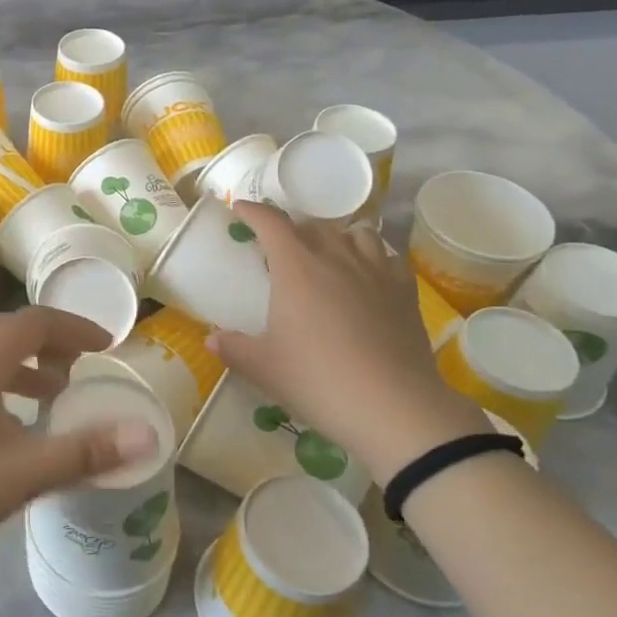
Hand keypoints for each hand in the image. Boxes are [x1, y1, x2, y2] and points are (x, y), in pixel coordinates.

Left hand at [0, 306, 158, 570]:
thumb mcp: (18, 473)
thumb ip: (82, 453)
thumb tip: (148, 434)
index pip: (36, 322)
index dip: (75, 328)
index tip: (106, 347)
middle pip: (9, 332)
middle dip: (50, 344)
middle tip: (79, 370)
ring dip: (23, 367)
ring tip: (49, 396)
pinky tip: (2, 431)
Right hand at [211, 203, 483, 485]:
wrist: (393, 407)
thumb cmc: (318, 380)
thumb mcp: (264, 368)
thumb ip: (234, 348)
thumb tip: (212, 339)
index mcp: (296, 267)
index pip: (271, 222)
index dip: (253, 211)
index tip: (240, 209)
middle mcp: (336, 257)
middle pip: (313, 225)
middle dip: (292, 228)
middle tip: (279, 246)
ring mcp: (375, 271)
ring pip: (356, 233)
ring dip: (336, 236)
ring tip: (327, 253)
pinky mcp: (405, 291)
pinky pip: (388, 257)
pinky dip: (373, 256)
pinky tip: (368, 274)